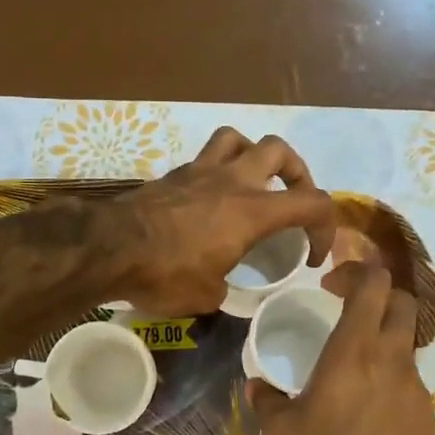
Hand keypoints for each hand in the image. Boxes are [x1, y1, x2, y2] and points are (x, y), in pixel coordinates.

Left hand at [108, 127, 335, 315]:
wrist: (109, 248)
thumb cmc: (164, 274)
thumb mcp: (206, 296)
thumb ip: (224, 285)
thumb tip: (219, 282)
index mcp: (252, 211)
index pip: (313, 203)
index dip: (326, 228)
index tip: (312, 256)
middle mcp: (232, 181)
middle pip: (279, 151)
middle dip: (296, 173)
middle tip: (291, 199)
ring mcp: (199, 172)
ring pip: (238, 138)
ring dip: (252, 155)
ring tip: (251, 182)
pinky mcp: (172, 174)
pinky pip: (204, 157)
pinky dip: (216, 170)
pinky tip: (209, 197)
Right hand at [248, 261, 434, 434]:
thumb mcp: (281, 433)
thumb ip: (267, 400)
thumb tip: (257, 385)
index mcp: (354, 351)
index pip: (373, 284)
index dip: (354, 271)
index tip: (329, 286)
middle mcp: (390, 357)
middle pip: (401, 300)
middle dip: (376, 293)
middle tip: (345, 307)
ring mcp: (414, 383)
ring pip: (406, 337)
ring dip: (382, 333)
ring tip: (352, 360)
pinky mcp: (426, 409)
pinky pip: (408, 374)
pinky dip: (389, 370)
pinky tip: (366, 401)